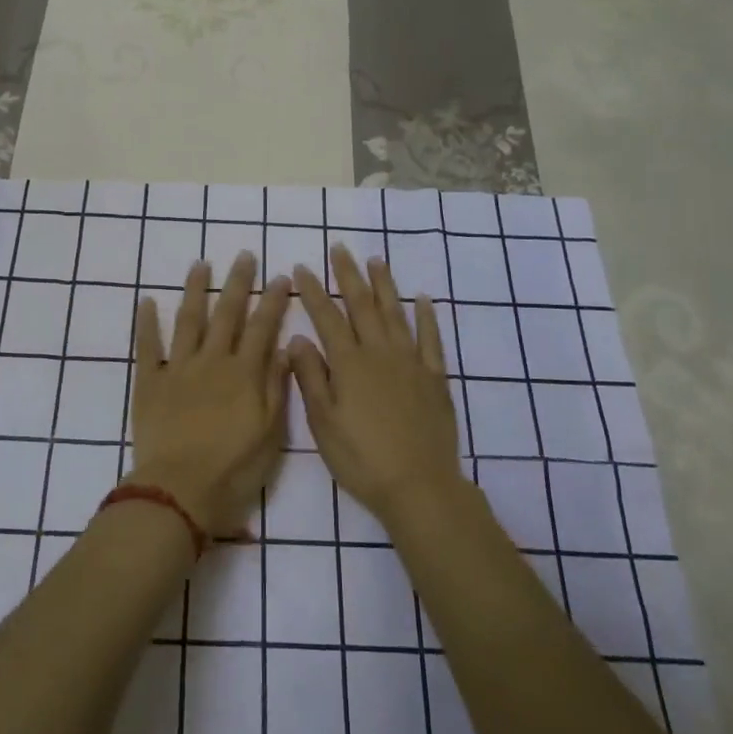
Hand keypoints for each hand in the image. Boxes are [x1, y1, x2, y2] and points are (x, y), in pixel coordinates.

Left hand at [129, 254, 291, 538]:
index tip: (281, 276)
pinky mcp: (149, 382)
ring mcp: (178, 369)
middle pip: (227, 313)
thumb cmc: (234, 469)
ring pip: (188, 320)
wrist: (179, 491)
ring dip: (195, 290)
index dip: (273, 300)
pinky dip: (146, 323)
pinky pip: (147, 346)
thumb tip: (284, 347)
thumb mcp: (271, 433)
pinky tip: (146, 301)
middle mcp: (212, 361)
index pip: (262, 327)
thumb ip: (276, 387)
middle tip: (245, 255)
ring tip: (200, 265)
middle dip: (238, 282)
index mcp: (244, 374)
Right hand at [288, 246, 465, 523]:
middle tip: (340, 248)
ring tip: (376, 260)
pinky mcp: (435, 378)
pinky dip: (427, 317)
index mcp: (348, 364)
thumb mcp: (323, 423)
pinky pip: (431, 339)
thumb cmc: (361, 458)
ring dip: (384, 285)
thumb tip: (297, 339)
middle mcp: (379, 353)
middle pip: (362, 305)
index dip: (313, 291)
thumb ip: (310, 378)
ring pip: (396, 313)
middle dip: (348, 275)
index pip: (326, 317)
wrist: (419, 486)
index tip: (302, 268)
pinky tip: (424, 299)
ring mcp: (411, 362)